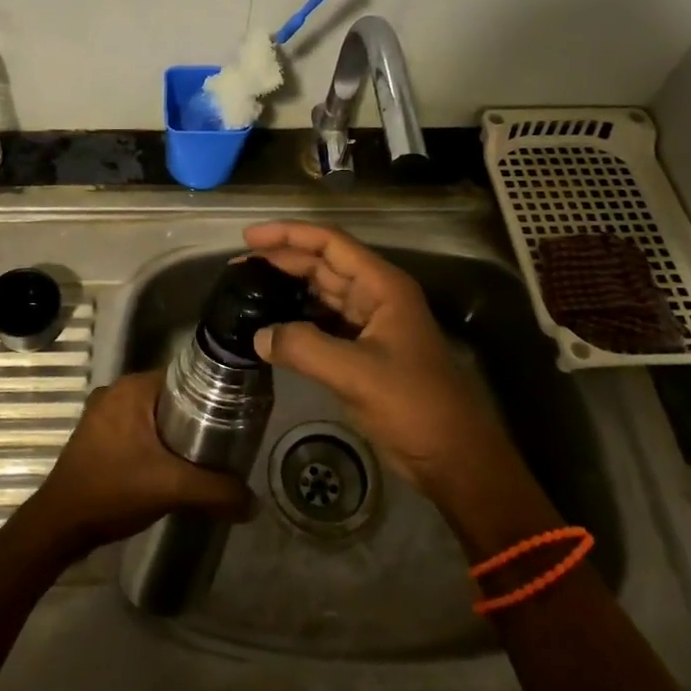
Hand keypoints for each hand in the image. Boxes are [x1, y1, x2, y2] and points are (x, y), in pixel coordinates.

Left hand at [27, 370, 251, 555]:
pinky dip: (154, 443)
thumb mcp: (172, 488)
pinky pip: (136, 429)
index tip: (235, 418)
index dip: (212, 396)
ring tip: (203, 457)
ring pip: (152, 415)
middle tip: (224, 442)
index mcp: (133, 388)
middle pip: (170, 397)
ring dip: (174, 433)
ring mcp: (102, 414)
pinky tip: (170, 466)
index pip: (185, 378)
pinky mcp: (95, 436)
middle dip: (196, 418)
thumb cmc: (114, 490)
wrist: (60, 524)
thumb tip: (254, 503)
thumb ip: (217, 491)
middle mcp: (116, 391)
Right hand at [244, 221, 538, 513]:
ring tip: (247, 289)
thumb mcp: (357, 374)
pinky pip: (323, 322)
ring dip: (287, 288)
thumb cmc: (414, 405)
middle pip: (323, 264)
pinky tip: (270, 325)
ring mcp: (370, 323)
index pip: (330, 243)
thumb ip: (304, 348)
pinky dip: (296, 319)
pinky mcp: (362, 350)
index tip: (249, 238)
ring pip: (321, 292)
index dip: (289, 234)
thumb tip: (258, 335)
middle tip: (237, 267)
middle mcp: (376, 296)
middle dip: (282, 260)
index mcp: (382, 286)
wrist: (453, 456)